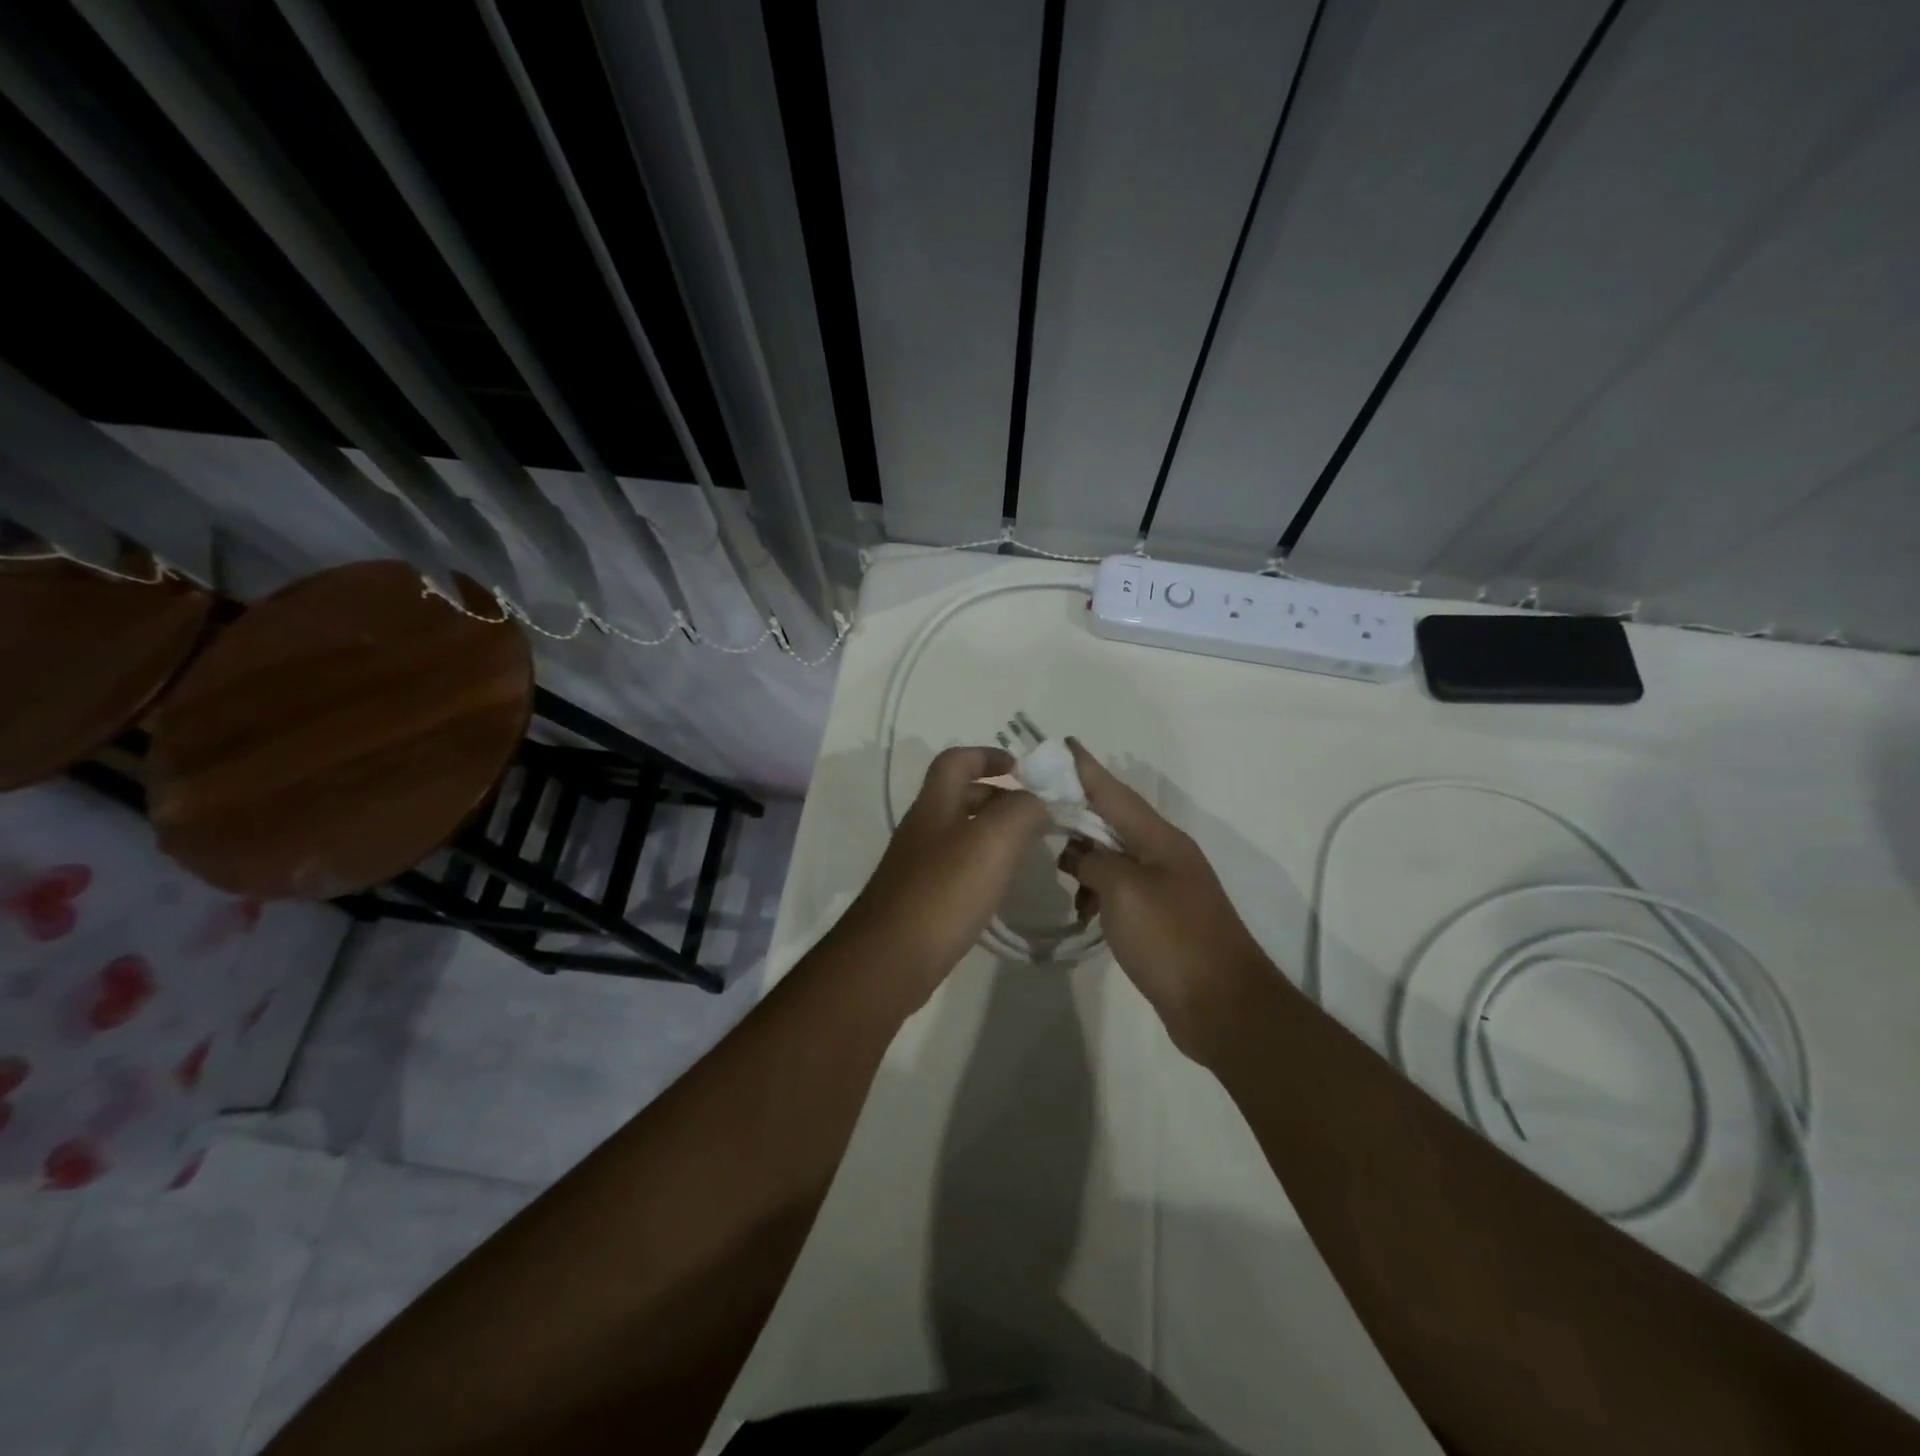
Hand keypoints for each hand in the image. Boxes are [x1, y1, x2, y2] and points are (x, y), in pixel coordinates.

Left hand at [834, 747, 1049, 1006]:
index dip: (987, 755)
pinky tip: (1001, 887)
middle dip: (998, 797)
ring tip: (1027, 849)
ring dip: (993, 833)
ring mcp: (918, 865)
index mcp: (935, 804)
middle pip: (959, 796)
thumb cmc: (943, 890)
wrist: (891, 958)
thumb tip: (1037, 802)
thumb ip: (1021, 810)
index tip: (1023, 769)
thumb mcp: (992, 839)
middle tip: (1035, 815)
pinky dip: (983, 866)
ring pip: (960, 833)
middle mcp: (923, 828)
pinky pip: (957, 868)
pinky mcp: (921, 899)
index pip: (956, 760)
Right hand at [1057, 738, 1276, 1059]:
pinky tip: (1081, 912)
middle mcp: (1164, 855)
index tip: (1063, 743)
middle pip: (1113, 821)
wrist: (1224, 1007)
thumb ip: (1094, 861)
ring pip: (1114, 857)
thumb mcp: (1124, 890)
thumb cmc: (1172, 939)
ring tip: (1056, 871)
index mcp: (1160, 839)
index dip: (1087, 768)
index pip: (1115, 792)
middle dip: (1078, 810)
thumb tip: (1079, 856)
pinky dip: (1097, 893)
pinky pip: (1120, 890)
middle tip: (1039, 805)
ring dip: (1084, 860)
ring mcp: (1165, 888)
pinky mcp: (1161, 919)